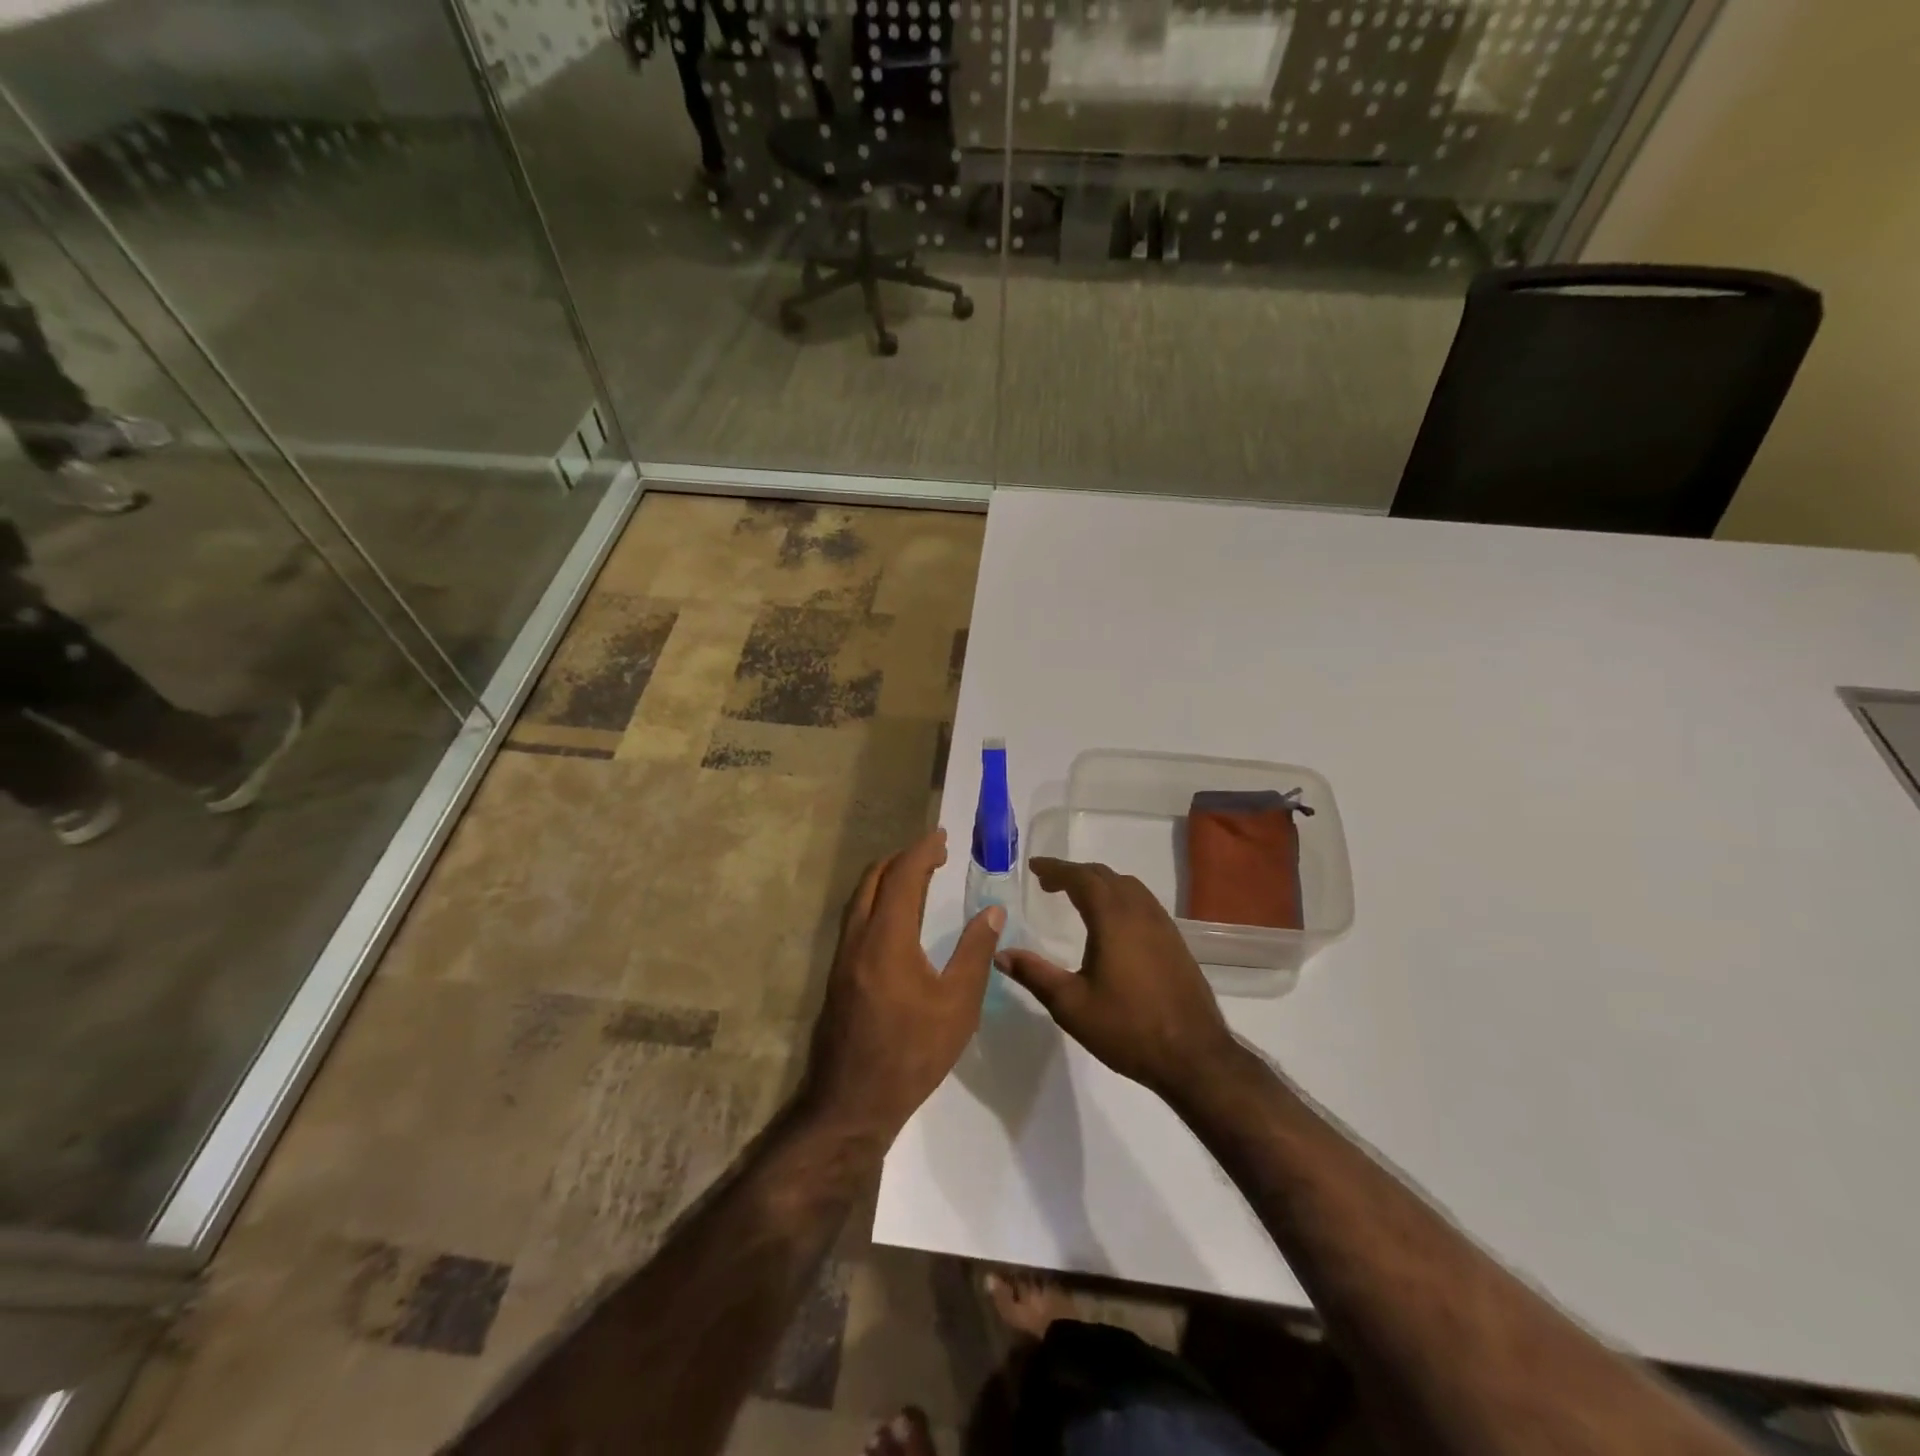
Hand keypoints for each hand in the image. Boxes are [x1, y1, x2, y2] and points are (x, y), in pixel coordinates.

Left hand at [803, 829, 1002, 1142]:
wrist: (852, 1102)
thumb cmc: (912, 1053)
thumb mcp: (958, 1005)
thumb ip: (975, 952)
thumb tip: (992, 911)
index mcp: (887, 938)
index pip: (904, 876)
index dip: (923, 851)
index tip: (942, 837)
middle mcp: (858, 937)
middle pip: (875, 878)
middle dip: (904, 858)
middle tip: (934, 854)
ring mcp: (842, 956)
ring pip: (861, 897)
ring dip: (888, 877)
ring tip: (918, 876)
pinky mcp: (838, 973)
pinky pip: (857, 917)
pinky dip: (878, 900)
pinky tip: (897, 917)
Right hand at [997, 858, 1239, 1102]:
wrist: (1194, 1056)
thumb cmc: (1127, 1028)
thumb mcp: (1071, 1005)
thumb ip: (1034, 974)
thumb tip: (1000, 954)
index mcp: (1113, 919)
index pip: (1082, 878)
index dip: (1056, 869)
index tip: (1034, 867)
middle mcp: (1140, 912)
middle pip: (1106, 876)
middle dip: (1075, 873)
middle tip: (1049, 882)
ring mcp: (1163, 925)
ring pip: (1129, 887)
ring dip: (1100, 883)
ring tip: (1077, 896)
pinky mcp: (1175, 942)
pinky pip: (1143, 902)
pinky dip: (1120, 897)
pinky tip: (1112, 922)